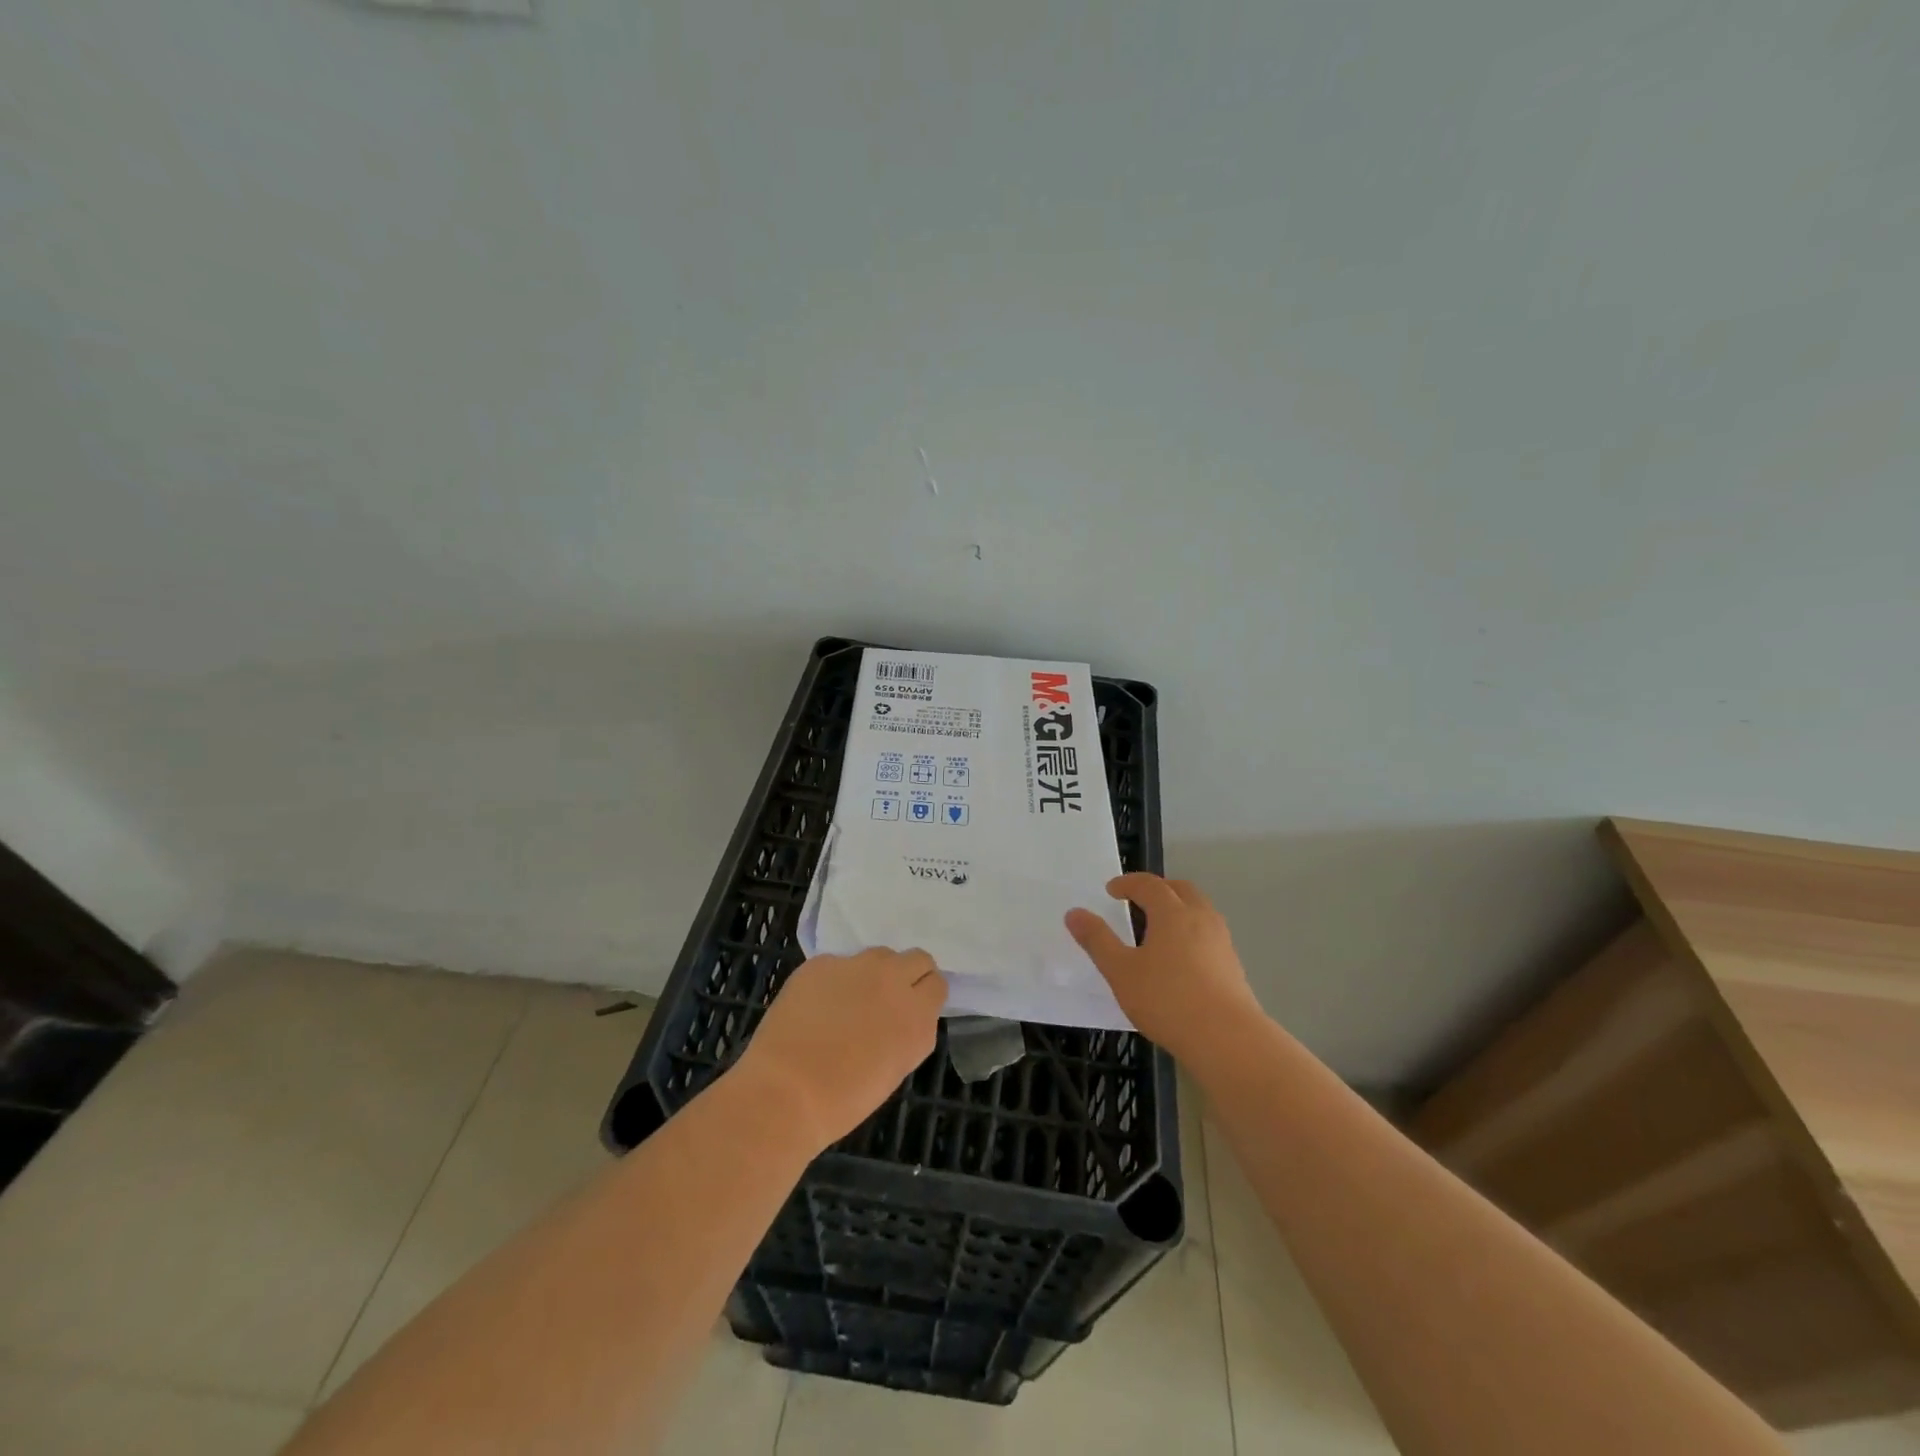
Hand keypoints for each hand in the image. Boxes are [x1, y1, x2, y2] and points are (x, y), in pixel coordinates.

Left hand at [736, 947, 947, 1152]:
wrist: (785, 1092)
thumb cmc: (843, 1100)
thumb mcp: (895, 1069)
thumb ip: (909, 1033)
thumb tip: (904, 1016)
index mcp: (916, 1014)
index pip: (937, 984)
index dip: (924, 996)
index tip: (910, 1009)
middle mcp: (893, 981)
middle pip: (917, 958)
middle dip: (906, 975)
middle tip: (886, 999)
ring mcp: (856, 966)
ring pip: (879, 955)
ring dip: (874, 972)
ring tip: (850, 1001)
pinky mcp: (822, 963)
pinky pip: (838, 964)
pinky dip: (834, 980)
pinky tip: (815, 1006)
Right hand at [1066, 873, 1259, 1058]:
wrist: (1228, 1040)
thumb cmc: (1167, 1000)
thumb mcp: (1121, 971)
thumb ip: (1097, 940)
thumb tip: (1074, 912)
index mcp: (1172, 913)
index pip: (1149, 885)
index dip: (1128, 883)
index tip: (1111, 890)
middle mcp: (1200, 918)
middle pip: (1181, 889)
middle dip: (1158, 889)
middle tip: (1138, 900)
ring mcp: (1221, 941)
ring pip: (1199, 910)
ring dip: (1178, 908)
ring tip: (1158, 928)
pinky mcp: (1233, 965)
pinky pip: (1208, 933)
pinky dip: (1191, 931)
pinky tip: (1179, 958)